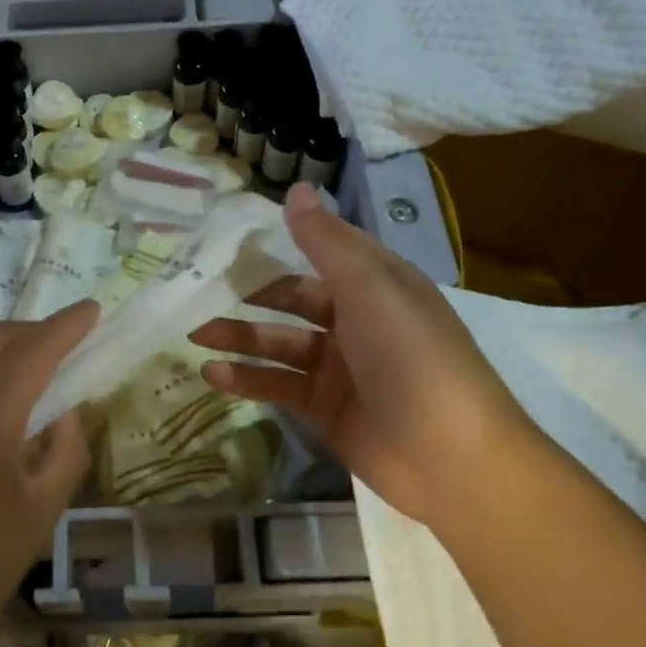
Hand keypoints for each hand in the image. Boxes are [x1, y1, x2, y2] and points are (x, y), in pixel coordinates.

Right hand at [191, 183, 531, 525]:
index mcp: (375, 284)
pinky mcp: (325, 409)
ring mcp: (340, 368)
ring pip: (279, 345)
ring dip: (239, 338)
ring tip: (193, 333)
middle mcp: (356, 321)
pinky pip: (279, 386)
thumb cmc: (412, 357)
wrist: (452, 457)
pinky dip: (247, 380)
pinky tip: (213, 374)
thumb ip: (326, 242)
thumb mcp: (369, 288)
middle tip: (195, 290)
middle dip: (247, 296)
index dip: (277, 245)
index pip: (319, 254)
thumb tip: (295, 189)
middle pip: (292, 300)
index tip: (227, 240)